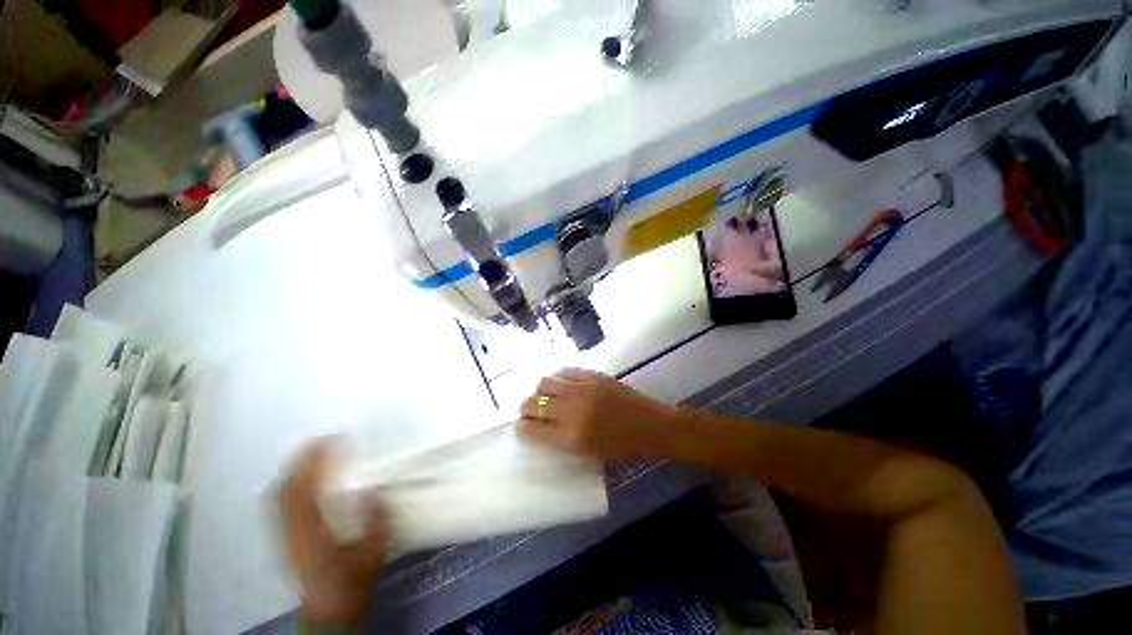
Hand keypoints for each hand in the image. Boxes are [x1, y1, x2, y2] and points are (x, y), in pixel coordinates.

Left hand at [279, 439, 388, 626]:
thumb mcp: (373, 552)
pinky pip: (280, 504)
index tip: (331, 440)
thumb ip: (375, 520)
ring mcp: (283, 536)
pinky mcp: (284, 539)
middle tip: (321, 440)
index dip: (314, 462)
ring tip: (312, 452)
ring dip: (293, 470)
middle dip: (300, 461)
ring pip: (278, 496)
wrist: (328, 611)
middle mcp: (290, 532)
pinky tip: (303, 478)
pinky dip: (289, 484)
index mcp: (311, 534)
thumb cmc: (352, 582)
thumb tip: (373, 488)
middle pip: (284, 490)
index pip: (304, 491)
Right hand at [518, 368, 682, 460]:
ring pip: (545, 383)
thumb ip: (561, 439)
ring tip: (546, 395)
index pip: (532, 429)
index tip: (522, 425)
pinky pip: (565, 371)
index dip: (522, 426)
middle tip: (530, 410)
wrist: (650, 425)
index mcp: (570, 437)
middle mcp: (571, 411)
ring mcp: (581, 389)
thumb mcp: (588, 453)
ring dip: (540, 390)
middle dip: (526, 407)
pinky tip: (562, 383)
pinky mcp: (592, 375)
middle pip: (534, 403)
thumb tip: (541, 426)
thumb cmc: (622, 447)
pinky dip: (558, 377)